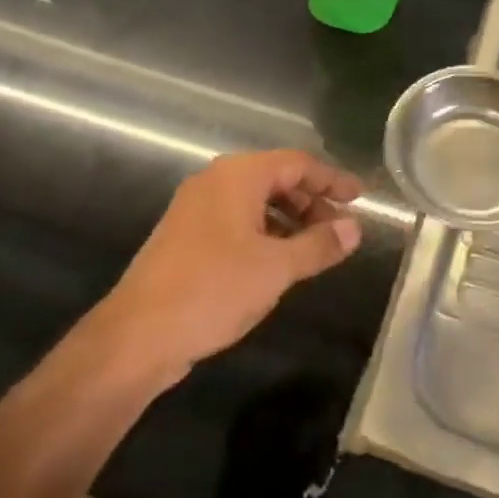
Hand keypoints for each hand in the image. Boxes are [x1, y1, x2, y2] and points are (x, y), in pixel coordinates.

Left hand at [101, 150, 363, 380]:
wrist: (138, 334)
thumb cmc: (213, 289)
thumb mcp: (276, 268)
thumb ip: (319, 245)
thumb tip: (354, 229)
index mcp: (238, 176)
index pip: (297, 163)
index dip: (332, 179)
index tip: (360, 197)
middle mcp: (215, 182)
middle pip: (275, 178)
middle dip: (311, 201)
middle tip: (340, 229)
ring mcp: (196, 208)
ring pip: (255, 202)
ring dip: (289, 219)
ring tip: (315, 248)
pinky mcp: (186, 236)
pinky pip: (237, 221)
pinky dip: (265, 233)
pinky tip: (279, 262)